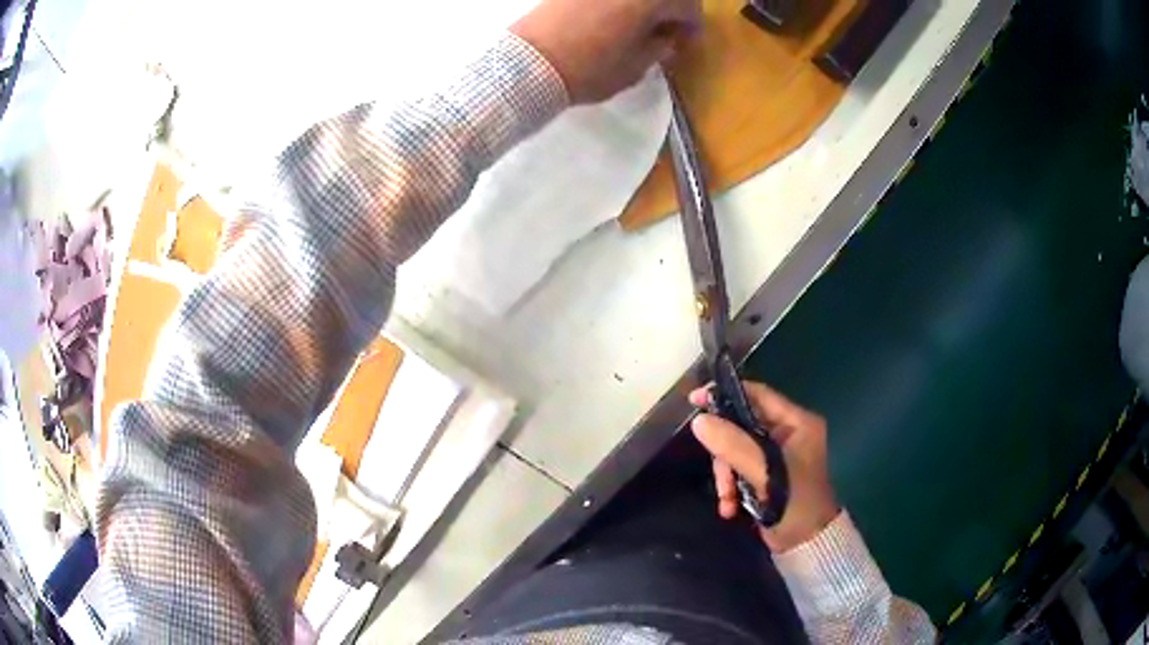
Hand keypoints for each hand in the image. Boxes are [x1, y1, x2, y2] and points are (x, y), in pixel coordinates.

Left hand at [510, 0, 701, 103]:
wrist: (528, 64)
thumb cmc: (589, 69)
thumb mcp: (635, 66)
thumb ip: (658, 48)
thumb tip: (664, 39)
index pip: (687, 5)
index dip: (692, 25)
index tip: (687, 42)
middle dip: (671, 9)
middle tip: (666, 32)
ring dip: (645, 5)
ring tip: (639, 26)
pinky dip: (620, 2)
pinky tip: (614, 18)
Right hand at [689, 381, 839, 552]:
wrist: (806, 545)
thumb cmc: (795, 503)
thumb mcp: (765, 473)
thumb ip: (733, 445)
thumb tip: (699, 421)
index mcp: (798, 423)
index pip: (759, 395)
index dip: (727, 395)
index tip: (695, 401)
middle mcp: (788, 434)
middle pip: (742, 426)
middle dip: (726, 454)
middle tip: (720, 477)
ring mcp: (777, 456)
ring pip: (737, 451)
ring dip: (726, 476)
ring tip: (727, 500)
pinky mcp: (767, 476)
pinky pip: (739, 470)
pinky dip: (732, 488)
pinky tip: (730, 508)